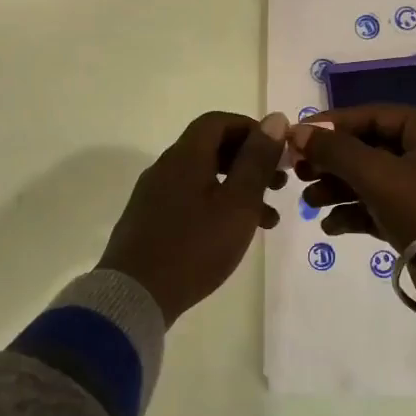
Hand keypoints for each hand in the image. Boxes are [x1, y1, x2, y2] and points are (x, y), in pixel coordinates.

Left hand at [98, 111, 288, 326]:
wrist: (135, 296)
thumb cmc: (195, 246)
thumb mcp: (238, 203)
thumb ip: (257, 161)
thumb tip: (275, 119)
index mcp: (185, 157)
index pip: (218, 122)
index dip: (250, 129)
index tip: (277, 151)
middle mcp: (166, 168)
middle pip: (211, 149)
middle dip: (249, 162)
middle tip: (279, 184)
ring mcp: (154, 195)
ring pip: (204, 178)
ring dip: (238, 189)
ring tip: (269, 218)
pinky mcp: (150, 221)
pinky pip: (190, 200)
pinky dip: (217, 206)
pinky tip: (234, 234)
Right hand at [290, 106, 415, 328]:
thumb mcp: (378, 176)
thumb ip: (336, 150)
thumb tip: (298, 131)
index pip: (373, 115)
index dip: (331, 125)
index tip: (295, 137)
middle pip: (372, 147)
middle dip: (333, 161)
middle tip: (298, 172)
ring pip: (376, 179)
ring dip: (340, 189)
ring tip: (308, 203)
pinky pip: (385, 207)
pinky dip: (358, 213)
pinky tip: (331, 226)